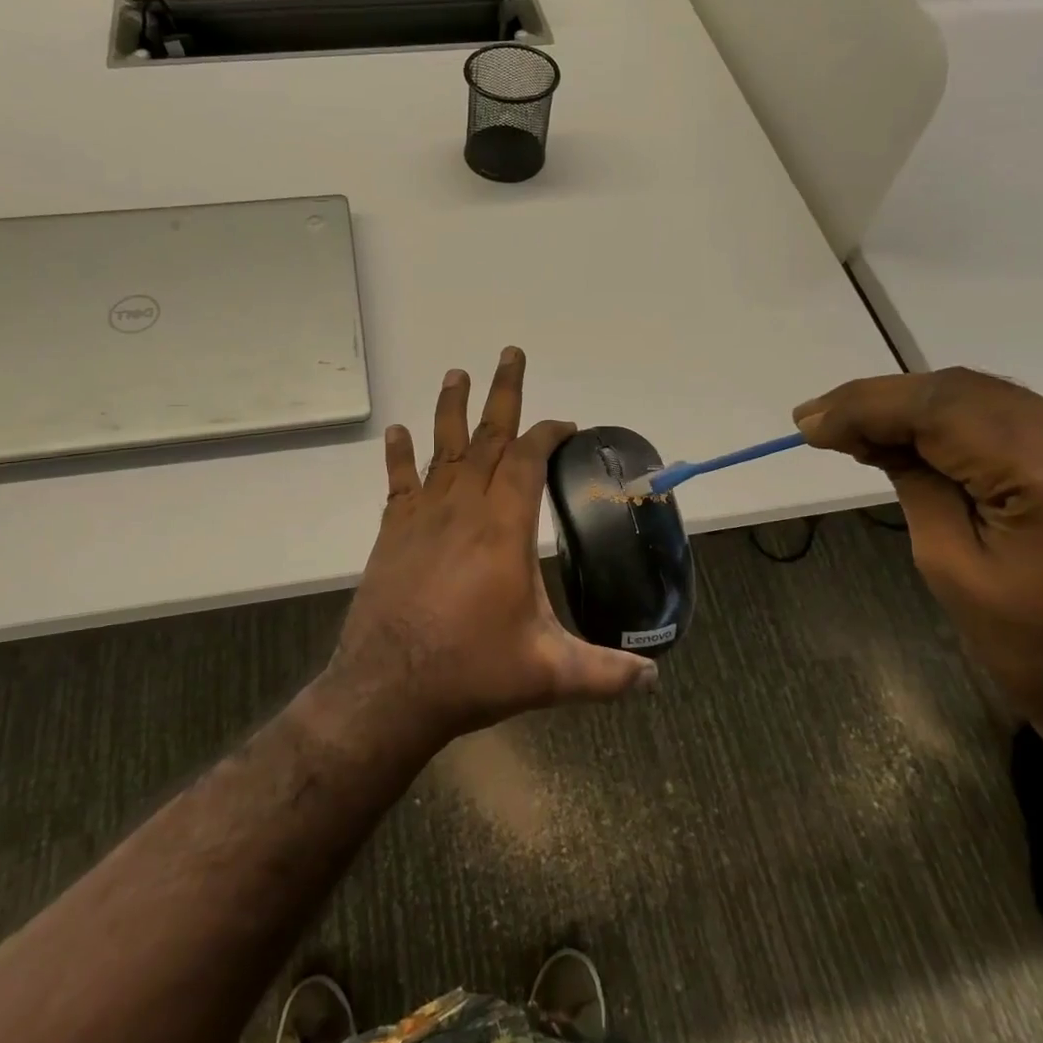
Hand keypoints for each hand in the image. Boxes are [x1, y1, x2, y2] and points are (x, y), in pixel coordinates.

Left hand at [322, 348, 656, 754]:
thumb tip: (655, 680)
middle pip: (487, 438)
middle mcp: (462, 509)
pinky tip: (397, 432)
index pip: (528, 461)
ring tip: (456, 373)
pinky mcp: (392, 533)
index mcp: (503, 529)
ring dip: (450, 409)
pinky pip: (397, 483)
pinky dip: (398, 455)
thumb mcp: (549, 674)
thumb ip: (605, 673)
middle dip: (503, 394)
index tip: (564, 423)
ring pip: (441, 450)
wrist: (388, 689)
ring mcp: (422, 518)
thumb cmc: (471, 673)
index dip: (547, 434)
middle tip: (510, 353)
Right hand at [796, 369, 1042, 780]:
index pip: (946, 410)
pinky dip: (954, 423)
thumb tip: (867, 435)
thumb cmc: (1041, 657)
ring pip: (989, 398)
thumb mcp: (952, 568)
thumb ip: (915, 484)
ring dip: (915, 408)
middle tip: (819, 421)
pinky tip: (912, 438)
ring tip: (852, 429)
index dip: (867, 406)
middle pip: (968, 392)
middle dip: (884, 401)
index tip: (808, 423)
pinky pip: (1015, 419)